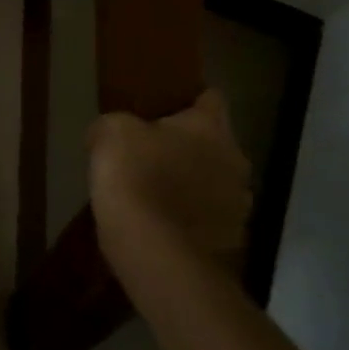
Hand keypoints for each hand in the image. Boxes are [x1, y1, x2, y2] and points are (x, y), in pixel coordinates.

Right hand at [88, 89, 251, 283]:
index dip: (189, 98)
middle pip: (214, 143)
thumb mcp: (110, 132)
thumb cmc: (135, 176)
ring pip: (214, 181)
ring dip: (192, 182)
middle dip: (188, 145)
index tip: (166, 104)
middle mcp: (235, 162)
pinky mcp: (231, 240)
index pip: (211, 98)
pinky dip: (189, 216)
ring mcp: (238, 205)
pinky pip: (208, 217)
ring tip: (155, 190)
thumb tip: (116, 132)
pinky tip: (160, 221)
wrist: (156, 251)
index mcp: (210, 128)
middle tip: (151, 149)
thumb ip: (118, 124)